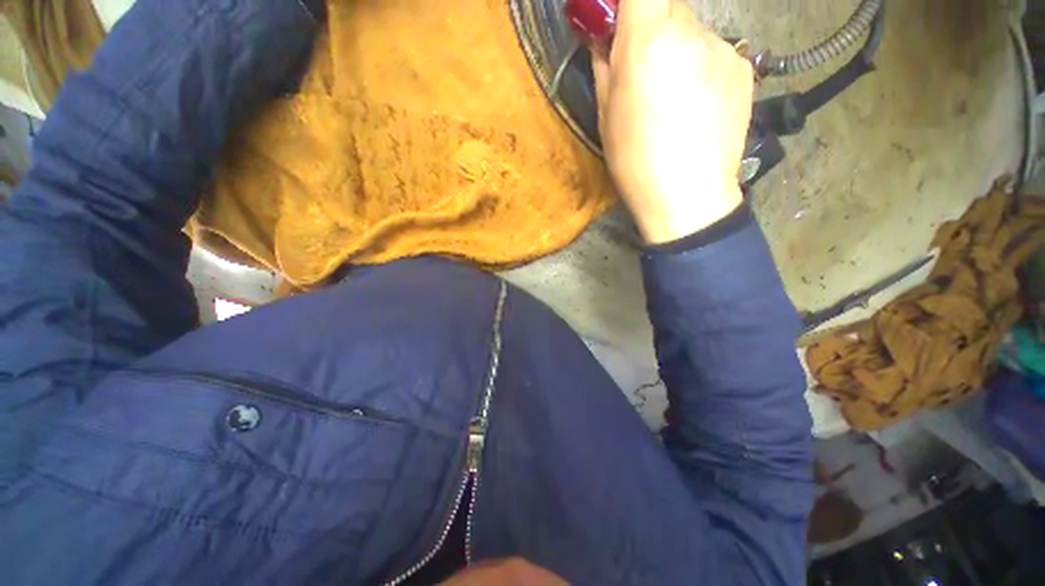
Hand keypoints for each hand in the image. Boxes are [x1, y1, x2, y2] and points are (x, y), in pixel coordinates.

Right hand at [591, 0, 753, 243]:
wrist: (688, 197)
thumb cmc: (636, 163)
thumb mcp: (606, 118)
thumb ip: (605, 66)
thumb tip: (604, 38)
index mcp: (648, 42)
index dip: (630, 2)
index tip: (622, 21)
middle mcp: (691, 32)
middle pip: (669, 8)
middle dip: (652, 29)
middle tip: (643, 71)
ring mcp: (725, 49)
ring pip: (693, 32)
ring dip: (678, 52)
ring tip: (673, 100)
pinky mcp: (745, 69)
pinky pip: (716, 55)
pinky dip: (702, 70)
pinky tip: (697, 107)